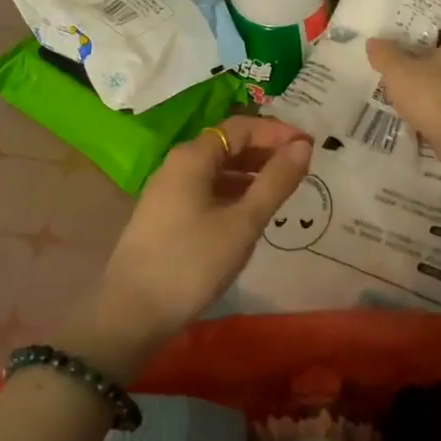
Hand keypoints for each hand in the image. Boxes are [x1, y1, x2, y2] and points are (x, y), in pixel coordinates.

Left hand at [73, 115, 313, 379]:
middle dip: (266, 151)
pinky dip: (233, 192)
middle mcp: (177, 164)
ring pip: (217, 169)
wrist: (131, 314)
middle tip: (302, 168)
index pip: (241, 127)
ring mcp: (168, 190)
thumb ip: (275, 182)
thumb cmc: (191, 262)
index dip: (277, 132)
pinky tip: (251, 213)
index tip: (310, 147)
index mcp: (193, 156)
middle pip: (228, 144)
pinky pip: (206, 189)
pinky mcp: (166, 215)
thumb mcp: (243, 222)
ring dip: (251, 173)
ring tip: (283, 190)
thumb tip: (303, 145)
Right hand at [367, 28, 440, 178]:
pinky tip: (426, 119)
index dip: (422, 33)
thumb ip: (385, 55)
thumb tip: (374, 41)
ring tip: (409, 97)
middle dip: (428, 63)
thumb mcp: (400, 73)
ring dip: (437, 90)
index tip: (401, 42)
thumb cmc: (438, 97)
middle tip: (401, 70)